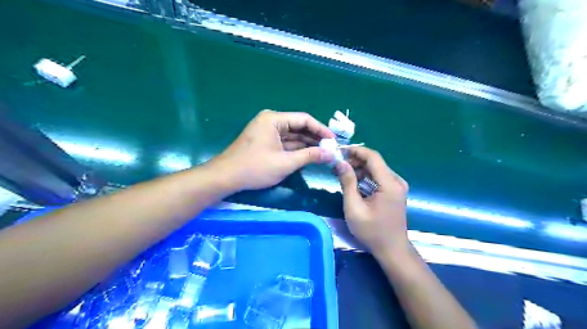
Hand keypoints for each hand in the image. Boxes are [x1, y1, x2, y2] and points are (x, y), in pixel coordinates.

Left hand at [212, 110, 330, 191]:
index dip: (321, 130)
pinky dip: (296, 149)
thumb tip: (330, 154)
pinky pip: (285, 142)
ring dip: (307, 144)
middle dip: (315, 138)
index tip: (334, 140)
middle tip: (331, 148)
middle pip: (299, 126)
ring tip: (324, 153)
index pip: (304, 119)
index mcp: (274, 119)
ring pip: (292, 135)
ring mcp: (267, 131)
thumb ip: (310, 156)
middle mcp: (271, 121)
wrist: (226, 178)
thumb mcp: (285, 162)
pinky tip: (309, 155)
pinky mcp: (265, 141)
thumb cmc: (255, 168)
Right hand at [333, 147, 409, 255]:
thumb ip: (348, 183)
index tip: (339, 151)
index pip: (373, 157)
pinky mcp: (394, 191)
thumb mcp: (354, 208)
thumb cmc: (372, 231)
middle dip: (355, 160)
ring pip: (376, 169)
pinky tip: (353, 182)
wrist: (392, 249)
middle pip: (374, 162)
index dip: (355, 151)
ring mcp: (397, 186)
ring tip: (341, 173)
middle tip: (337, 164)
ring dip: (359, 168)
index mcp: (389, 184)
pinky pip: (378, 177)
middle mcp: (396, 181)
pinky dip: (365, 176)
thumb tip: (340, 163)